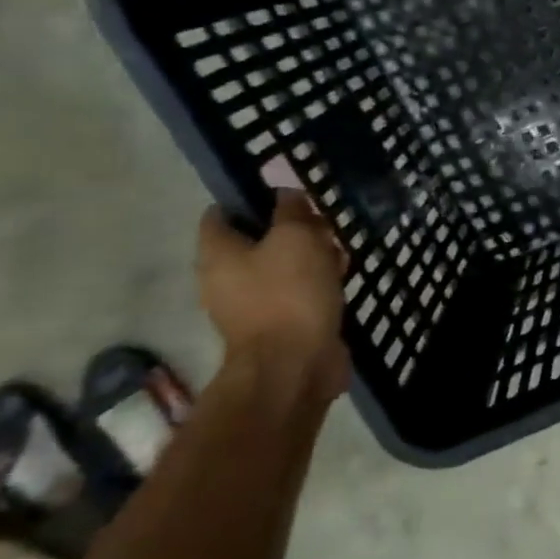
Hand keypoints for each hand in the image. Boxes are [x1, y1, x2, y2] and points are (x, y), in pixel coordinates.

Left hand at [198, 191, 349, 396]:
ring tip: (340, 254)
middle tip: (324, 226)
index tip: (290, 196)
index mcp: (218, 253)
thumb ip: (291, 211)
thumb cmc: (289, 294)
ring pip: (280, 266)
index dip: (253, 198)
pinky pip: (294, 292)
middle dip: (292, 229)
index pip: (222, 212)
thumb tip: (287, 194)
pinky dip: (314, 283)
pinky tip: (340, 281)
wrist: (294, 364)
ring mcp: (248, 304)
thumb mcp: (296, 238)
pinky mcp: (276, 324)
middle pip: (256, 240)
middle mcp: (224, 277)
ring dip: (309, 257)